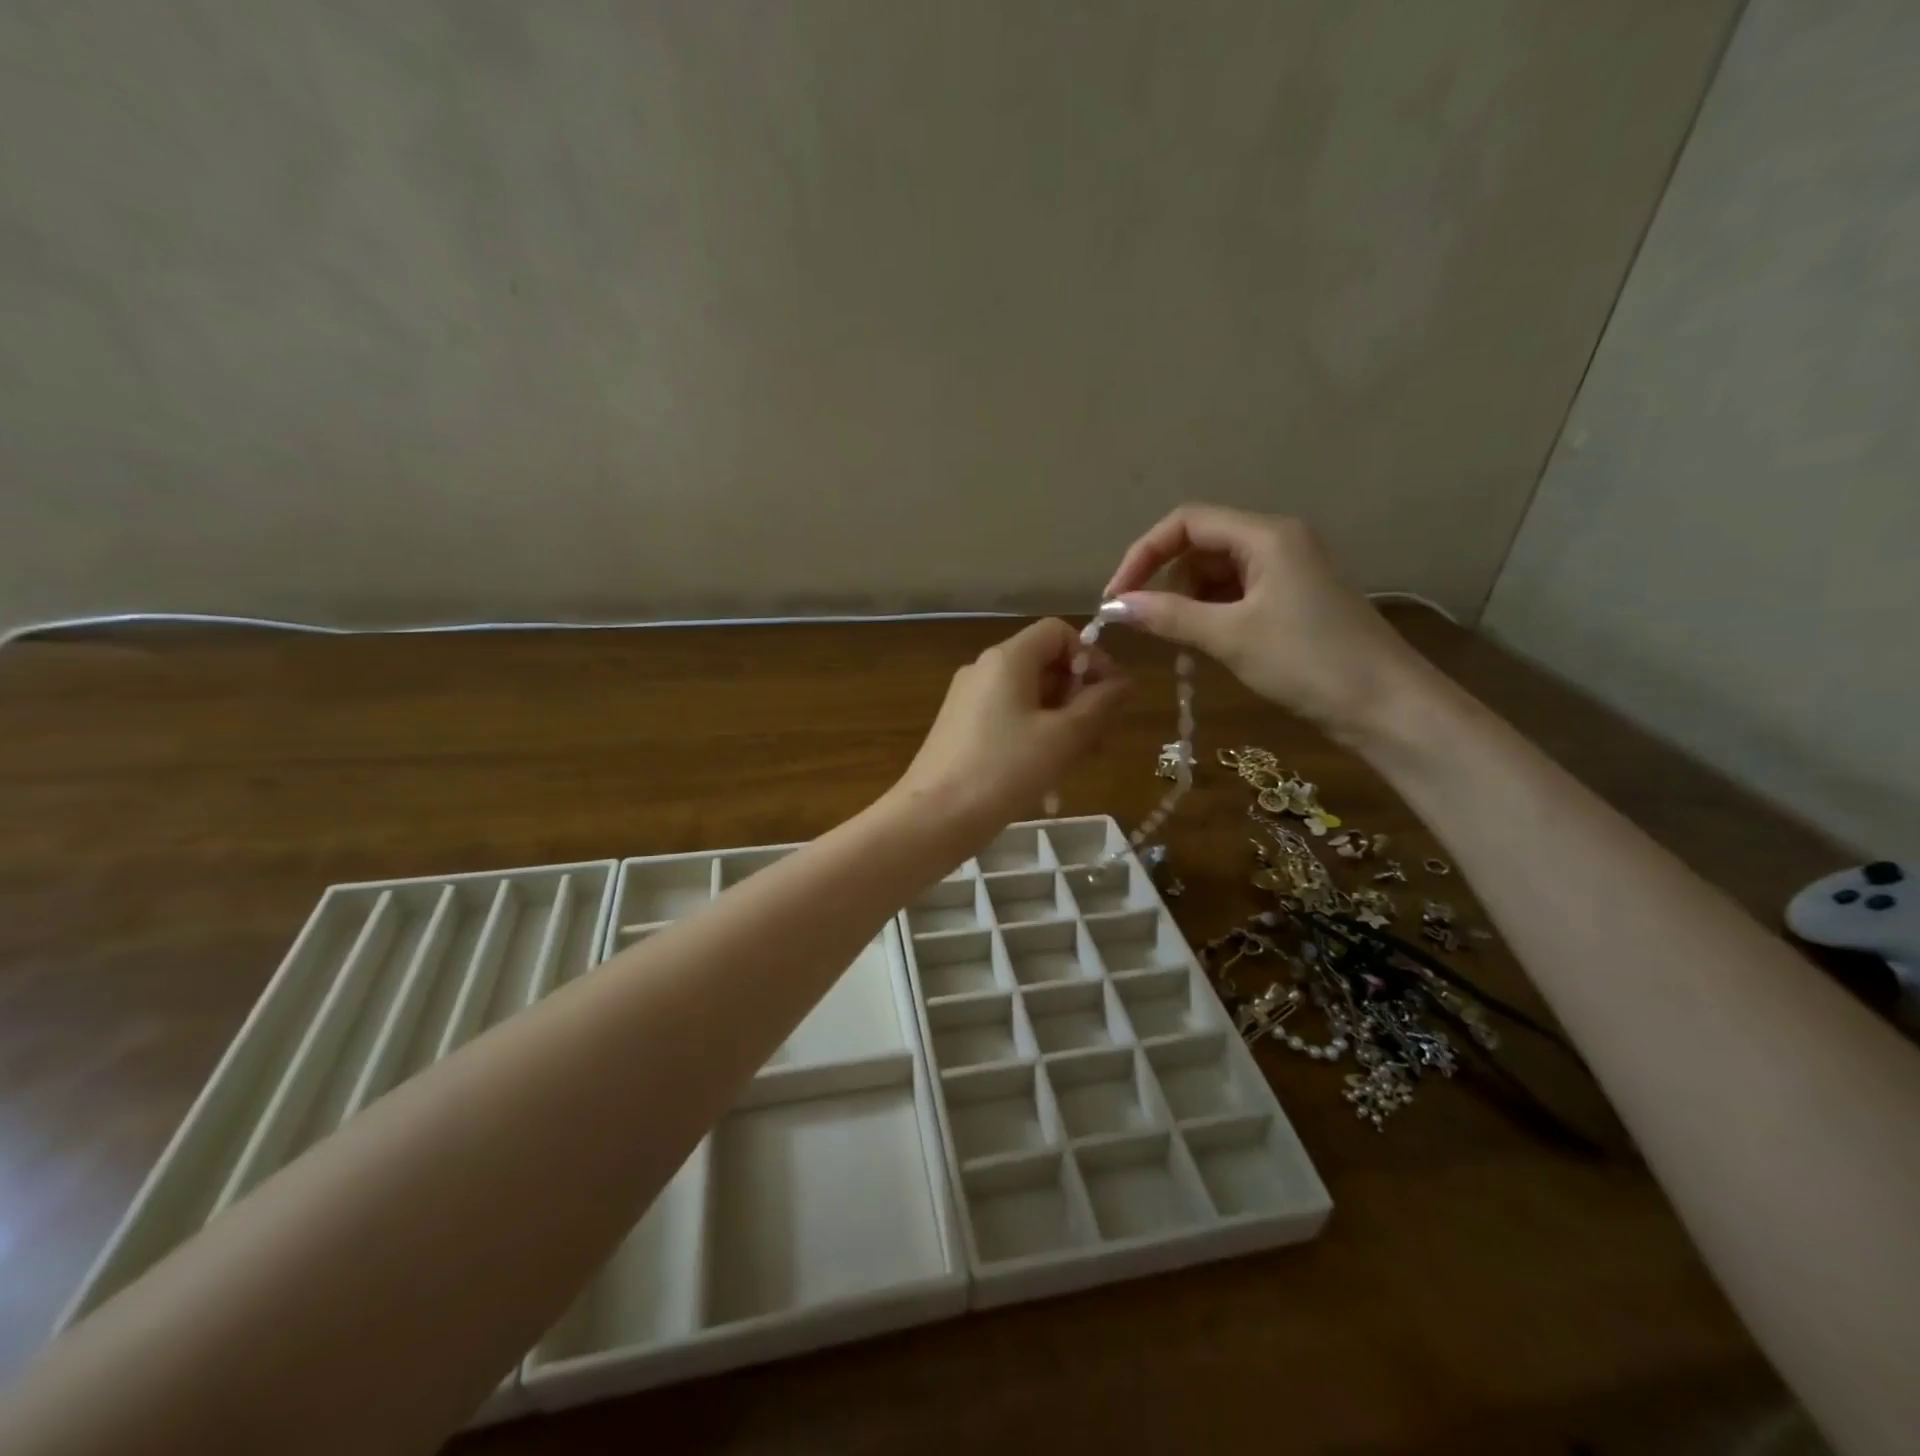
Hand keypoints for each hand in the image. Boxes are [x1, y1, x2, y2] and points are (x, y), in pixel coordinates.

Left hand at [892, 619, 1129, 848]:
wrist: (934, 818)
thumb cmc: (1004, 770)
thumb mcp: (1063, 738)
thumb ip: (1099, 705)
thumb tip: (1124, 683)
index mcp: (1007, 659)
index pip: (1058, 632)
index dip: (1091, 656)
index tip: (1109, 696)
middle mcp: (984, 670)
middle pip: (1044, 665)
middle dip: (1080, 697)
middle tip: (1102, 739)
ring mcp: (968, 701)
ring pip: (1029, 698)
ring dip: (1062, 722)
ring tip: (1082, 762)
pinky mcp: (961, 730)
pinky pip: (1009, 720)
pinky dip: (1035, 736)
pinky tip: (1049, 774)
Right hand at [1104, 504, 1428, 738]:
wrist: (1386, 706)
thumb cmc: (1308, 662)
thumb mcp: (1230, 637)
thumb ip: (1168, 616)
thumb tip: (1114, 607)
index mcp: (1266, 534)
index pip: (1186, 522)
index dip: (1143, 554)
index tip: (1116, 597)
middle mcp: (1277, 541)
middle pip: (1200, 545)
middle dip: (1165, 580)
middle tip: (1146, 625)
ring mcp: (1288, 570)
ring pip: (1216, 573)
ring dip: (1187, 602)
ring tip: (1178, 641)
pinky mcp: (1293, 599)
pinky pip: (1237, 594)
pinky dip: (1211, 614)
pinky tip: (1205, 643)